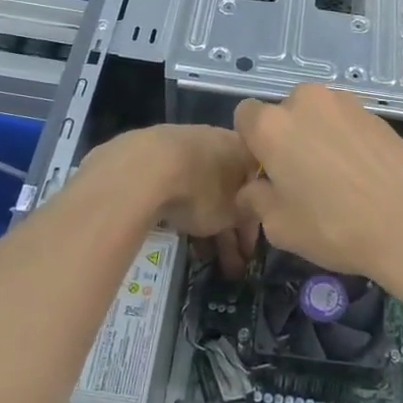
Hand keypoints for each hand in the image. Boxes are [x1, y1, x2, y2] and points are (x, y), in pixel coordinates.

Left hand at [83, 126, 259, 277]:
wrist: (145, 167)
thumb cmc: (201, 190)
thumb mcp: (233, 213)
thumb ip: (245, 216)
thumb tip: (247, 218)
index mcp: (242, 147)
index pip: (256, 187)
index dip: (253, 223)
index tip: (248, 251)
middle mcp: (216, 138)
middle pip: (228, 189)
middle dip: (229, 227)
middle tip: (229, 263)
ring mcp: (183, 141)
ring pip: (202, 188)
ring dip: (206, 221)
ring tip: (203, 256)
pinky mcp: (153, 152)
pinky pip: (177, 184)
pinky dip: (182, 207)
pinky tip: (177, 231)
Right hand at [232, 85, 402, 295]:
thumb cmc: (335, 225)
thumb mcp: (280, 227)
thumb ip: (256, 201)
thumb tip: (252, 190)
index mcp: (272, 125)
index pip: (244, 116)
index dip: (251, 145)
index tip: (266, 173)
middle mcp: (305, 101)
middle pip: (283, 113)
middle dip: (286, 138)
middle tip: (301, 179)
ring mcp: (344, 102)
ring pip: (316, 115)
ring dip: (316, 137)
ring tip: (336, 177)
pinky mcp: (375, 112)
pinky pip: (345, 122)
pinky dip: (345, 140)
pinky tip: (361, 174)